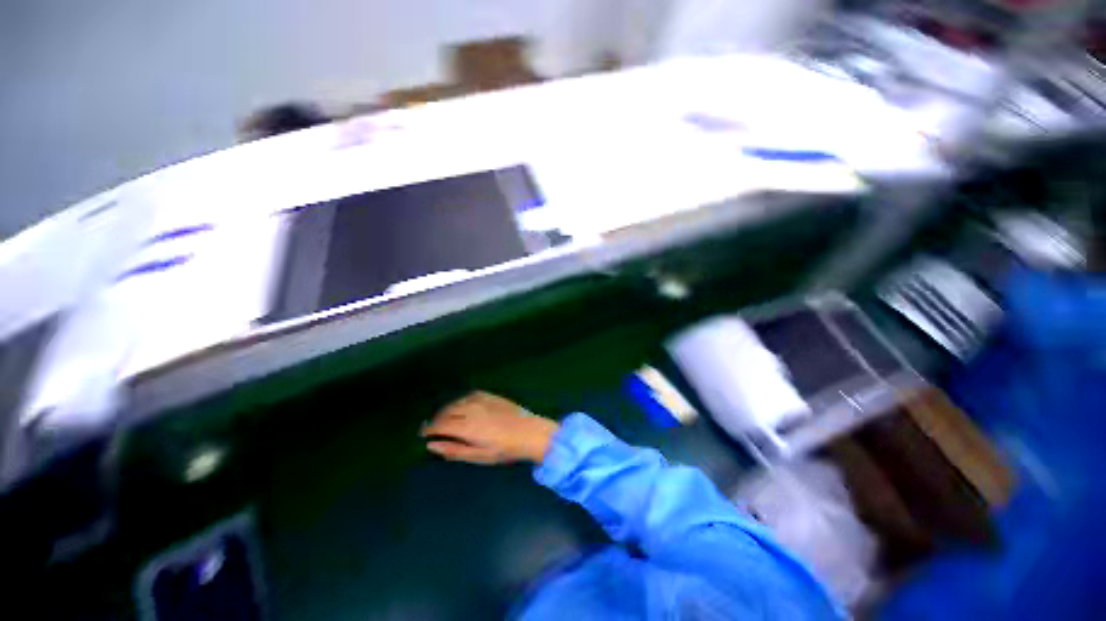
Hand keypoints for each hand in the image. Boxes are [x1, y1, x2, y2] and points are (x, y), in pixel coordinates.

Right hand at [421, 391, 558, 463]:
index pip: (439, 425)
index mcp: (466, 427)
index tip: (422, 433)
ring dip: (448, 409)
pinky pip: (469, 395)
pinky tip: (462, 405)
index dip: (428, 429)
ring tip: (446, 417)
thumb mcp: (479, 456)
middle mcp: (471, 410)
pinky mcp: (490, 395)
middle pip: (446, 412)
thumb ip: (454, 450)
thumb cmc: (505, 449)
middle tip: (433, 427)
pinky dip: (461, 400)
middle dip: (436, 419)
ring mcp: (481, 400)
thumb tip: (432, 445)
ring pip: (457, 402)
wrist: (529, 432)